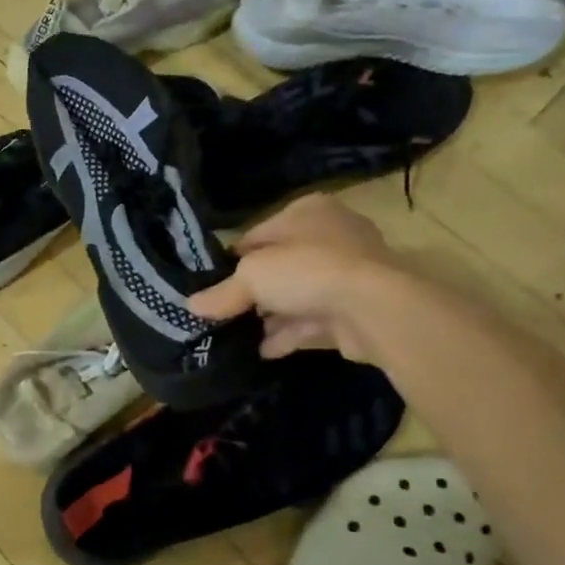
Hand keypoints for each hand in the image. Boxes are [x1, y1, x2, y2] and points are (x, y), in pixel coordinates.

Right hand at [190, 196, 400, 360]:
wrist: (374, 308)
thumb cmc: (307, 271)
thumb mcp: (251, 276)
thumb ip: (222, 293)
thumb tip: (190, 306)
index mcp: (306, 212)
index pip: (258, 234)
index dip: (232, 260)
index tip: (211, 286)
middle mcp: (330, 236)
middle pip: (279, 266)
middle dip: (253, 293)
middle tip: (223, 315)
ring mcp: (348, 274)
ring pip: (296, 296)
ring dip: (270, 317)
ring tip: (237, 338)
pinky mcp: (355, 309)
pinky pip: (312, 321)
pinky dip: (289, 335)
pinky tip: (263, 351)